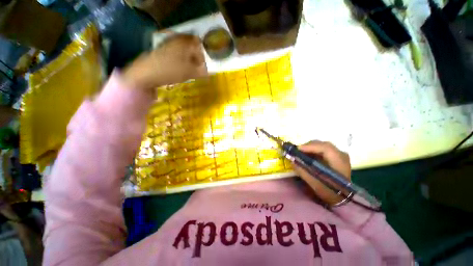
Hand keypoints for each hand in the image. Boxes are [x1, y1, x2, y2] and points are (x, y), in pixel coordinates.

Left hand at [123, 34, 207, 89]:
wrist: (146, 74)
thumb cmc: (171, 71)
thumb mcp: (190, 73)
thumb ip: (201, 72)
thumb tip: (207, 73)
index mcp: (185, 42)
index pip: (199, 45)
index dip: (202, 57)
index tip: (202, 68)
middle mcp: (176, 40)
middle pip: (191, 48)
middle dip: (195, 60)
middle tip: (196, 71)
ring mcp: (168, 45)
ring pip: (183, 52)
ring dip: (188, 62)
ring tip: (187, 72)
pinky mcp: (161, 52)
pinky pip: (176, 55)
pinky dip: (180, 62)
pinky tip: (178, 71)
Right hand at [293, 140, 351, 205]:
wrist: (342, 196)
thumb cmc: (330, 192)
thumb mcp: (316, 185)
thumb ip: (303, 172)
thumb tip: (291, 161)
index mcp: (340, 162)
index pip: (325, 148)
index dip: (310, 147)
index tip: (297, 149)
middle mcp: (341, 155)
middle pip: (322, 144)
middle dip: (308, 146)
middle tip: (296, 151)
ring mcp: (338, 154)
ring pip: (322, 145)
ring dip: (309, 147)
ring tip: (300, 153)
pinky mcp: (334, 156)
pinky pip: (322, 149)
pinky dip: (312, 150)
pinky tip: (306, 155)